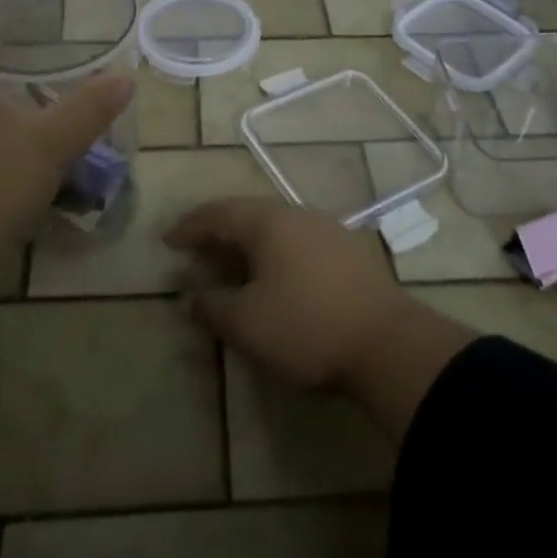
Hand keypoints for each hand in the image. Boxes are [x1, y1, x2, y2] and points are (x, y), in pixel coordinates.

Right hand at [164, 197, 417, 390]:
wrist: (387, 344)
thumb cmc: (306, 327)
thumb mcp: (246, 324)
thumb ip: (212, 307)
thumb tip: (190, 298)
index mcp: (267, 222)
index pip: (217, 213)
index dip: (189, 227)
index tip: (168, 242)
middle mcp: (296, 214)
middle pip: (247, 214)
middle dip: (218, 232)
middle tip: (197, 253)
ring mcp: (327, 229)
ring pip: (275, 226)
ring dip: (248, 243)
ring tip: (232, 265)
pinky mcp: (349, 250)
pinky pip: (298, 240)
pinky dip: (275, 252)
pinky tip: (275, 276)